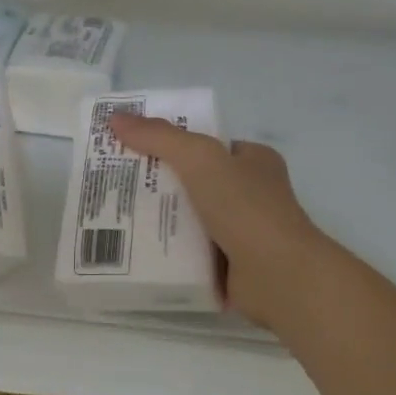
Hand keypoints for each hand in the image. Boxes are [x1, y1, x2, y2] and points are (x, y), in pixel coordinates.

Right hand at [109, 114, 331, 336]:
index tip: (134, 148)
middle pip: (195, 182)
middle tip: (118, 183)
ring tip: (117, 215)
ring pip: (192, 218)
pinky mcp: (233, 267)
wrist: (279, 276)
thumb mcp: (200, 158)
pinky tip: (136, 250)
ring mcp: (244, 232)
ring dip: (162, 219)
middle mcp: (252, 194)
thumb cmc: (245, 207)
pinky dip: (169, 252)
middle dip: (160, 183)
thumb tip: (115, 118)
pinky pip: (192, 252)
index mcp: (255, 161)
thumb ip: (159, 137)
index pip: (207, 146)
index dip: (172, 143)